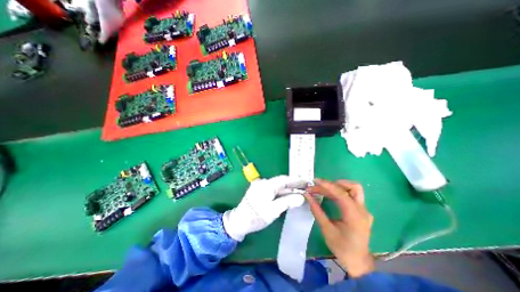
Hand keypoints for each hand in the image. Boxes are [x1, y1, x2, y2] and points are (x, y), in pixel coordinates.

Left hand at [224, 175, 307, 240]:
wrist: (239, 221)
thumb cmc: (256, 216)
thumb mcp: (273, 210)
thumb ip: (288, 202)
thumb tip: (301, 197)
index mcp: (267, 184)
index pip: (285, 179)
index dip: (296, 180)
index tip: (307, 182)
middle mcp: (264, 182)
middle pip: (282, 182)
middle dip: (294, 185)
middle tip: (306, 188)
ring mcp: (261, 186)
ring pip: (278, 186)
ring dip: (289, 189)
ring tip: (300, 192)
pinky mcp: (260, 191)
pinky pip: (274, 189)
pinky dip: (282, 193)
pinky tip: (289, 196)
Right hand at [306, 180, 373, 276]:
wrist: (358, 262)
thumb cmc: (342, 247)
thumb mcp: (327, 230)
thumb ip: (317, 211)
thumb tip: (307, 196)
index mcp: (355, 216)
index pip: (342, 193)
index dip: (327, 185)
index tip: (315, 181)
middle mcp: (362, 210)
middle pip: (352, 187)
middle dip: (334, 183)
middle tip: (318, 186)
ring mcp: (363, 210)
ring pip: (352, 189)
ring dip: (337, 186)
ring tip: (321, 189)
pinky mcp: (361, 211)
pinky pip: (351, 196)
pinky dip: (339, 192)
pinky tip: (329, 195)